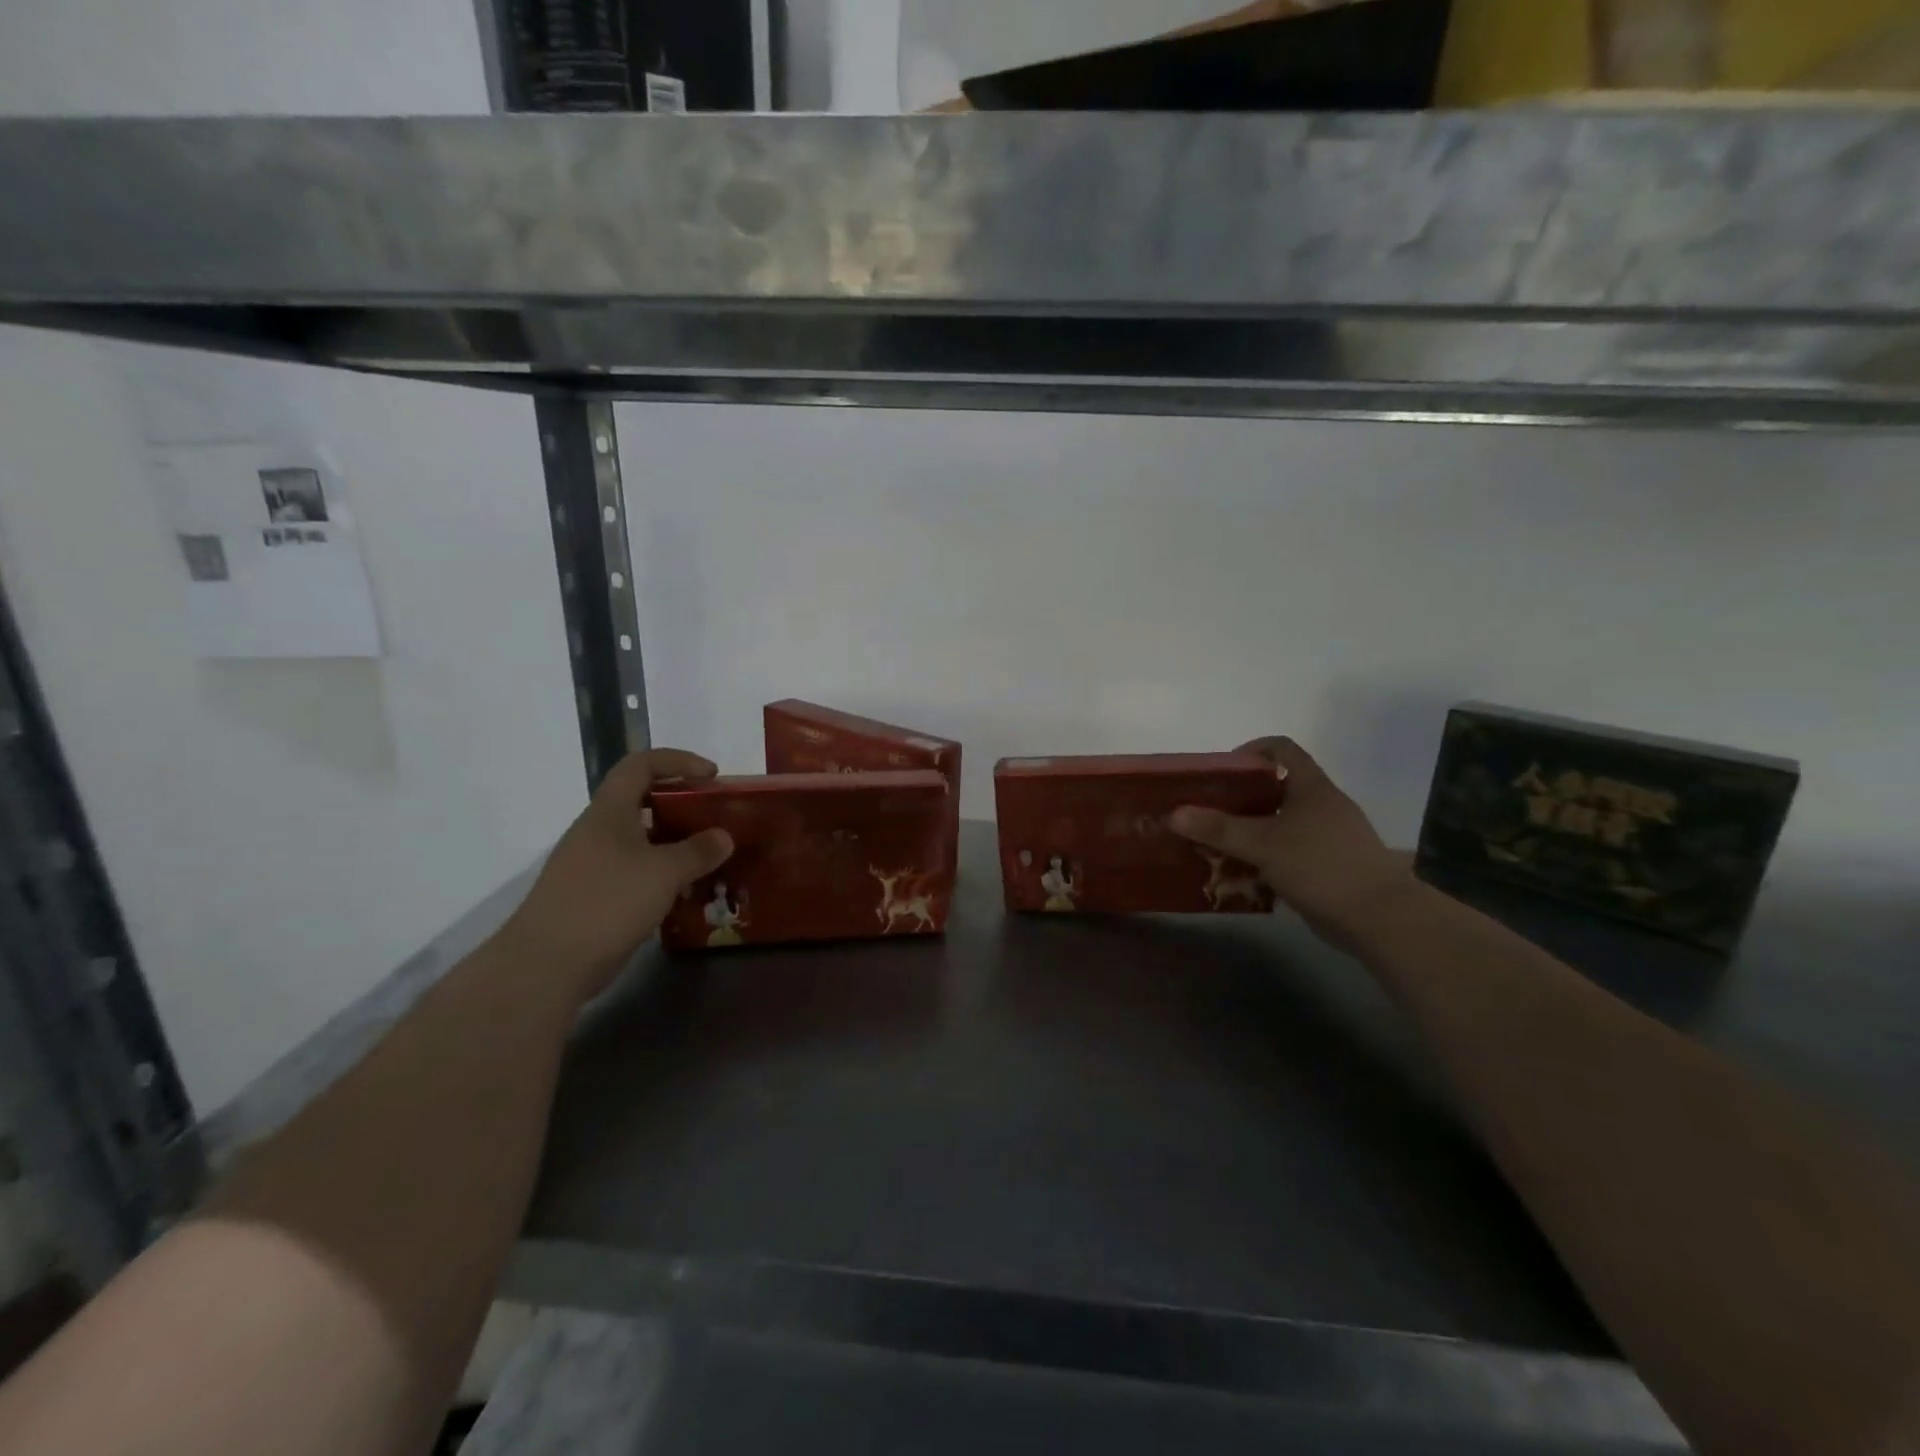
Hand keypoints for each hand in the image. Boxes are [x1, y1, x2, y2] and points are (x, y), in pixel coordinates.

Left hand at [502, 749, 733, 1000]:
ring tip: (707, 857)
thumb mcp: (664, 872)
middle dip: (681, 804)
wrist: (546, 964)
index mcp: (609, 811)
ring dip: (674, 842)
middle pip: (641, 800)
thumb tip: (724, 836)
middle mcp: (597, 830)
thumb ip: (698, 851)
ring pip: (639, 839)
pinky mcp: (592, 895)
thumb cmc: (607, 902)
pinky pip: (634, 870)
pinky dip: (661, 873)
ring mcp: (591, 864)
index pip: (641, 764)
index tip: (712, 775)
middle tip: (714, 818)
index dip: (678, 761)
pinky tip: (683, 892)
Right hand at [1171, 738, 1414, 950]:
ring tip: (1216, 843)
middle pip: (1275, 787)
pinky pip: (1286, 851)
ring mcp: (1327, 837)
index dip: (1250, 750)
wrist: (1378, 919)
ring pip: (1279, 822)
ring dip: (1248, 830)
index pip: (1281, 748)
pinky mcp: (1327, 866)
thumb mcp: (1263, 844)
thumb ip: (1218, 828)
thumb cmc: (1321, 866)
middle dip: (1239, 798)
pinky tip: (1241, 873)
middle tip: (1207, 811)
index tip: (1220, 770)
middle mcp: (1321, 805)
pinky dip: (1263, 857)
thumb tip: (1173, 814)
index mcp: (1312, 787)